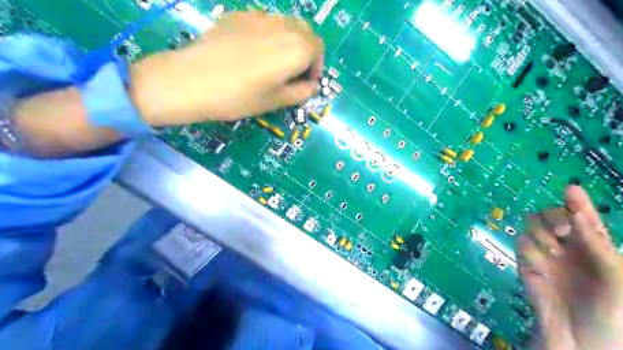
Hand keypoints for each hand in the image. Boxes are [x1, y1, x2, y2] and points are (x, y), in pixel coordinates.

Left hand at [132, 12, 326, 127]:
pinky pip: (263, 22)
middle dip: (306, 51)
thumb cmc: (240, 97)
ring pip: (285, 24)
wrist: (192, 80)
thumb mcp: (276, 101)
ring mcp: (258, 16)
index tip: (307, 82)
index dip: (317, 67)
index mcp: (296, 48)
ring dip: (289, 41)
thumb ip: (301, 92)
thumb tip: (311, 86)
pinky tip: (252, 52)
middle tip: (294, 72)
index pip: (318, 50)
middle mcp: (282, 25)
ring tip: (274, 62)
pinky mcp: (237, 15)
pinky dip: (268, 35)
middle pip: (305, 32)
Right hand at [519, 186, 622, 349]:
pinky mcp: (526, 265)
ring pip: (532, 226)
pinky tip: (540, 269)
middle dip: (554, 218)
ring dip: (541, 236)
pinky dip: (530, 254)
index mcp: (596, 249)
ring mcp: (545, 255)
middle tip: (561, 231)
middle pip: (551, 215)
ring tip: (552, 255)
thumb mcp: (617, 280)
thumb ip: (598, 245)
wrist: (580, 343)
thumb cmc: (612, 315)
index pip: (585, 219)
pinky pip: (521, 246)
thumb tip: (577, 215)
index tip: (571, 189)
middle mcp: (568, 247)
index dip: (578, 203)